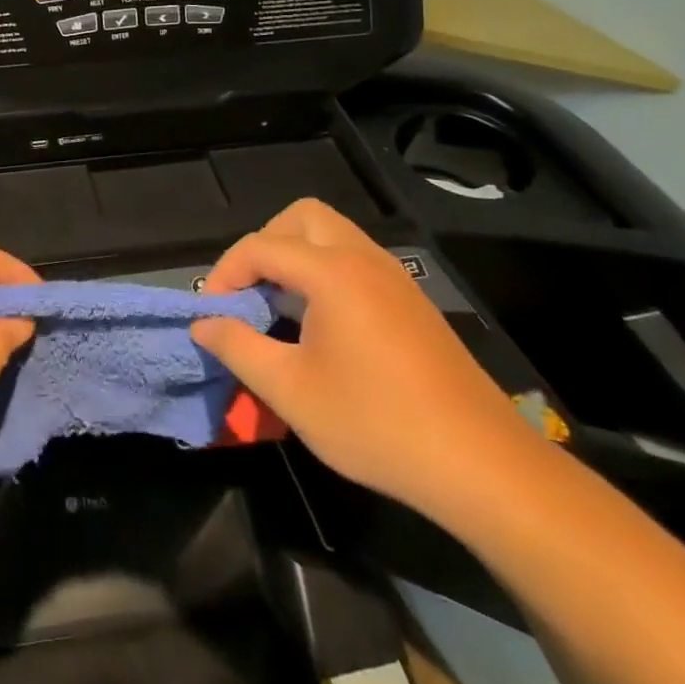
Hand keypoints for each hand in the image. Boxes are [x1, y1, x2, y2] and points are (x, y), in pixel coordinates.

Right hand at [192, 199, 538, 517]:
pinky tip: (320, 327)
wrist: (481, 465)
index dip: (225, 273)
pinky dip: (324, 273)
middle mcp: (364, 260)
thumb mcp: (290, 391)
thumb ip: (237, 348)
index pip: (261, 246)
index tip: (212, 314)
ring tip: (278, 309)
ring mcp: (394, 279)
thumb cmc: (376, 424)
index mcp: (333, 273)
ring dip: (296, 257)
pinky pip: (356, 261)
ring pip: (332, 236)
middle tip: (250, 291)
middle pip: (302, 218)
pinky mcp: (412, 302)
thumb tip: (203, 324)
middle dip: (265, 245)